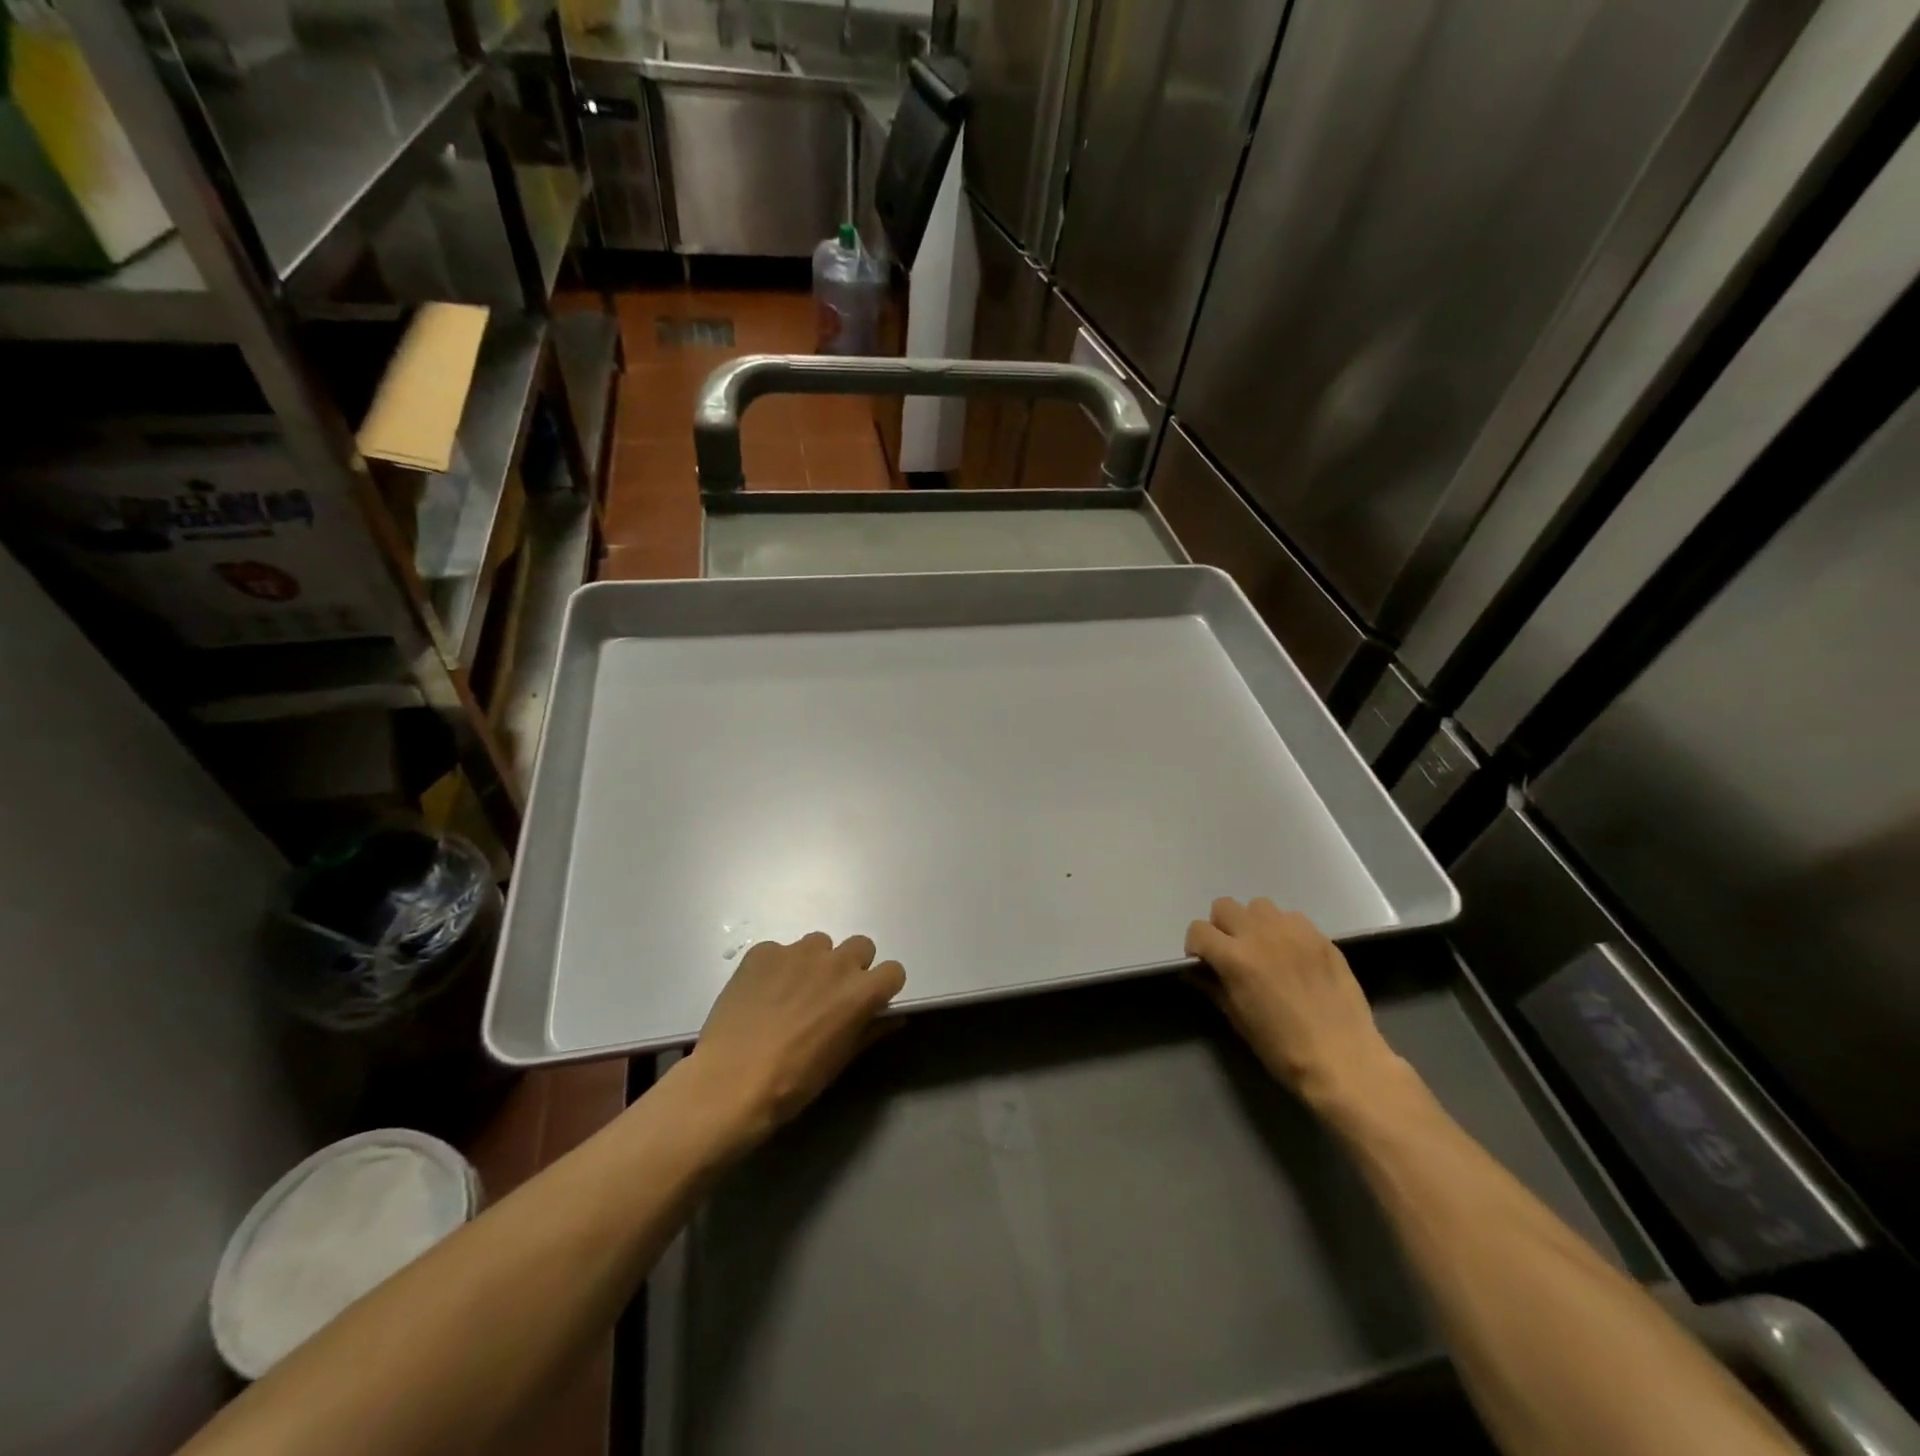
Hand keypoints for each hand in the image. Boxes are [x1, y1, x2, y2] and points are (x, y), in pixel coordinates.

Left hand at [682, 932, 905, 1149]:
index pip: (893, 971)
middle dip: (852, 967)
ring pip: (819, 944)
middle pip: (861, 946)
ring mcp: (797, 952)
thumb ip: (870, 1031)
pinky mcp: (763, 951)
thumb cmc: (793, 1082)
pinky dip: (776, 968)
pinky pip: (780, 951)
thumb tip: (892, 1019)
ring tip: (791, 993)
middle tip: (830, 995)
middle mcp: (835, 962)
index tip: (868, 1003)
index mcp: (860, 991)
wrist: (730, 1082)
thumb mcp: (839, 1062)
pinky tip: (761, 995)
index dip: (881, 987)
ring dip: (814, 963)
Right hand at [1185, 897, 1403, 1109]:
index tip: (1205, 965)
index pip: (1198, 930)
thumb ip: (1213, 987)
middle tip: (1233, 954)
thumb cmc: (1283, 1048)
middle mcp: (1261, 934)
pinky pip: (1292, 918)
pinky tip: (1294, 956)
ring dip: (1253, 923)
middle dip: (1221, 928)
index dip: (1196, 947)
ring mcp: (1294, 931)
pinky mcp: (1321, 936)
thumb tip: (1197, 972)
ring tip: (1265, 949)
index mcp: (1235, 958)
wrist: (1344, 1060)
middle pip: (1224, 906)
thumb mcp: (1237, 1020)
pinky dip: (1284, 930)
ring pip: (1259, 906)